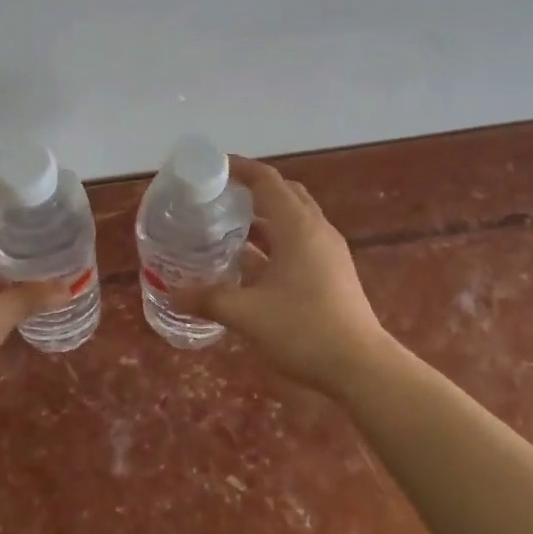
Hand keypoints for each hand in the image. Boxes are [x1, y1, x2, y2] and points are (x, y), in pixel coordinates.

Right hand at [171, 157, 391, 392]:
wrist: (360, 366)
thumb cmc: (303, 330)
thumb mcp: (247, 314)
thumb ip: (208, 300)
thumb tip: (173, 295)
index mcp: (298, 228)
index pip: (267, 181)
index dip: (240, 169)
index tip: (212, 167)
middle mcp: (317, 231)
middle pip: (284, 195)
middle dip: (253, 190)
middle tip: (219, 197)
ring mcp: (328, 253)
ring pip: (293, 221)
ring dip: (263, 219)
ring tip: (227, 228)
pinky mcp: (332, 274)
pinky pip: (299, 244)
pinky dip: (274, 243)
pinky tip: (250, 265)